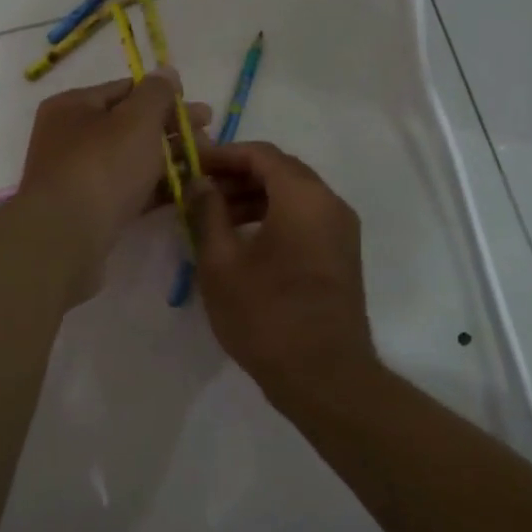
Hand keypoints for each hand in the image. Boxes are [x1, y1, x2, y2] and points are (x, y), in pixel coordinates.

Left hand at [19, 73, 210, 264]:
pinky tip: (185, 191)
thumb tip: (167, 72)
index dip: (166, 97)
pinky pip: (127, 190)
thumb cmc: (102, 167)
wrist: (66, 238)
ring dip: (168, 160)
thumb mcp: (136, 119)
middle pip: (130, 125)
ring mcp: (77, 175)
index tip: (201, 113)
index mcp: (73, 106)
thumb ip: (157, 93)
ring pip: (130, 160)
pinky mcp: (88, 210)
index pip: (126, 90)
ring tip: (204, 166)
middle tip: (209, 140)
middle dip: (172, 131)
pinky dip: (154, 188)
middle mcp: (70, 137)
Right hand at [189, 141, 377, 399]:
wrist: (324, 376)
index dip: (223, 155)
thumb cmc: (266, 316)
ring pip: (293, 196)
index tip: (191, 166)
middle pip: (280, 171)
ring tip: (213, 218)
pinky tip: (243, 241)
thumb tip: (200, 182)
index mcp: (304, 197)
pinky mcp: (341, 255)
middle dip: (237, 176)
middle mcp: (330, 204)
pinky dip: (273, 218)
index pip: (261, 154)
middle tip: (198, 191)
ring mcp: (340, 231)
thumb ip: (208, 212)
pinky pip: (305, 219)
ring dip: (254, 198)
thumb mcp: (221, 263)